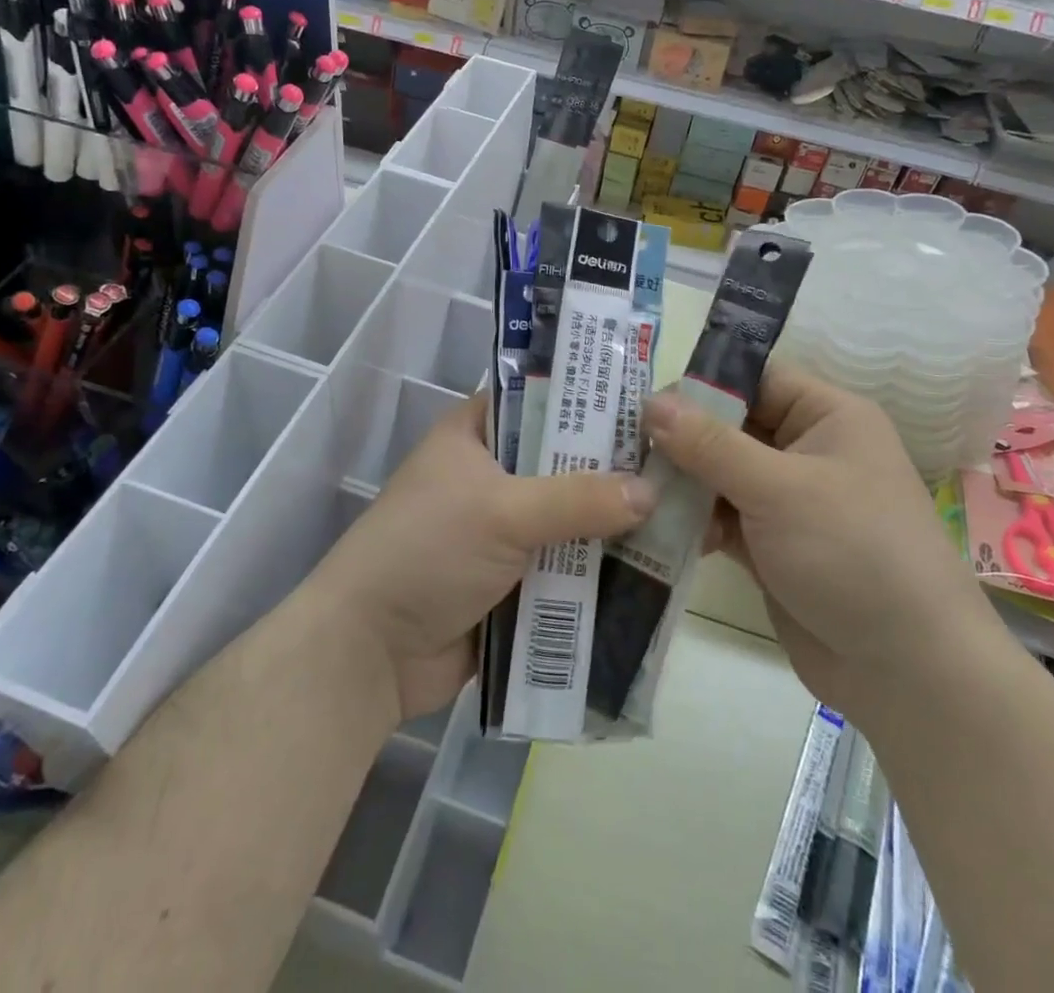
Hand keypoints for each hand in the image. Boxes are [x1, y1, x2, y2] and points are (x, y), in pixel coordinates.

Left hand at [310, 394, 657, 721]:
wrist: (369, 653)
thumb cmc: (427, 552)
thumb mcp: (502, 511)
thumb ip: (578, 499)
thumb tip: (652, 492)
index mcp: (476, 434)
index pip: (542, 399)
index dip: (591, 400)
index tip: (650, 408)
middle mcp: (492, 474)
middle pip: (565, 462)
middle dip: (614, 471)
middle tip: (680, 466)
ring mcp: (503, 530)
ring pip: (571, 518)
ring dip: (612, 526)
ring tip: (683, 517)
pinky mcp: (514, 580)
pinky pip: (566, 567)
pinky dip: (599, 571)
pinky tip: (655, 570)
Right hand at [646, 364, 990, 710]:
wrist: (909, 671)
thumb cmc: (852, 552)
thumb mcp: (778, 488)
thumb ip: (710, 445)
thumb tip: (650, 403)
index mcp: (827, 416)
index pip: (755, 379)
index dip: (702, 385)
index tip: (644, 402)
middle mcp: (808, 450)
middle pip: (731, 426)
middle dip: (681, 438)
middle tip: (622, 448)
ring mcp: (789, 500)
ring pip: (721, 474)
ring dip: (682, 483)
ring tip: (632, 491)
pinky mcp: (772, 545)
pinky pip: (722, 517)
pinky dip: (694, 521)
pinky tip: (656, 530)